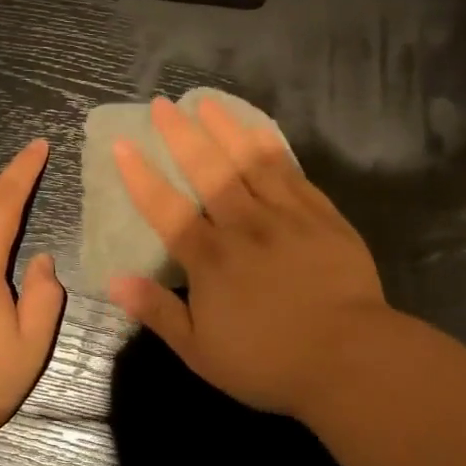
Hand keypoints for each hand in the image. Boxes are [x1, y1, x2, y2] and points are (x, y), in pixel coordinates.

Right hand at [109, 96, 392, 419]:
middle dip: (181, 135)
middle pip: (208, 170)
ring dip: (225, 129)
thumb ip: (158, 312)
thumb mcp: (201, 351)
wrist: (351, 359)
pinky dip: (272, 148)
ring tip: (206, 102)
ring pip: (250, 161)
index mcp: (210, 259)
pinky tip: (260, 131)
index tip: (123, 145)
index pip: (167, 209)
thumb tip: (114, 281)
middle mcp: (244, 226)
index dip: (141, 177)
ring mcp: (286, 216)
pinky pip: (292, 173)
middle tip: (163, 105)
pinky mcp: (322, 216)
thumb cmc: (269, 362)